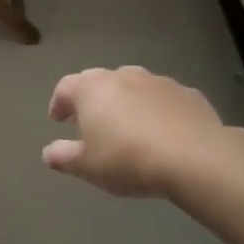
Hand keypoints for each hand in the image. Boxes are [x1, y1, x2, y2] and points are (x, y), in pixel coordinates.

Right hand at [43, 67, 237, 198]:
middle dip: (92, 99)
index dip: (59, 102)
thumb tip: (48, 152)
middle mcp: (123, 76)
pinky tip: (162, 132)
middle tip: (92, 122)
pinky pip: (163, 99)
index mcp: (92, 89)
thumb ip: (63, 156)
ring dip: (126, 102)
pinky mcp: (189, 94)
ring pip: (134, 87)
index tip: (58, 119)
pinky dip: (156, 110)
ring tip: (128, 127)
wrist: (196, 158)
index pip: (65, 87)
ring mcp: (159, 82)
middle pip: (100, 82)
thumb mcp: (87, 166)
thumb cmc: (128, 159)